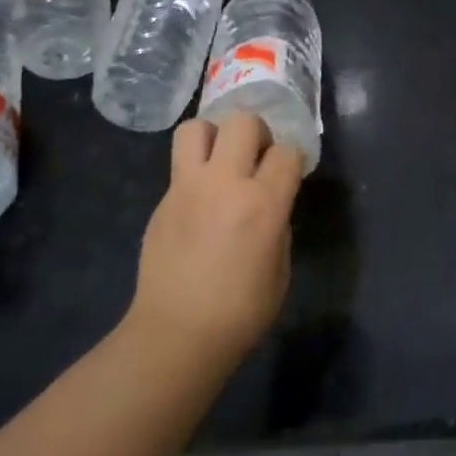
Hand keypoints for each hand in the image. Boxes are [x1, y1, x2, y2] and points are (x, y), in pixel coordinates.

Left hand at [129, 113, 301, 365]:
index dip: (292, 160)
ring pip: (197, 127)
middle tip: (256, 158)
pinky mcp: (163, 199)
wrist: (177, 333)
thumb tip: (269, 202)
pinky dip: (195, 169)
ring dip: (215, 136)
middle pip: (242, 121)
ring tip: (221, 162)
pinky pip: (180, 164)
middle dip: (256, 133)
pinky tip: (201, 199)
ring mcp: (187, 187)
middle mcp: (224, 183)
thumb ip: (278, 223)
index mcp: (262, 203)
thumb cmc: (240, 312)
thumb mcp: (280, 268)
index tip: (289, 173)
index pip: (286, 152)